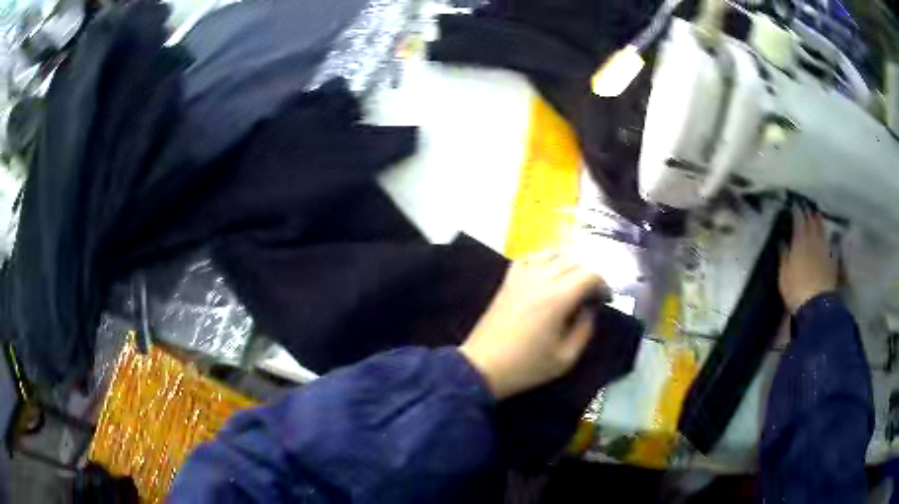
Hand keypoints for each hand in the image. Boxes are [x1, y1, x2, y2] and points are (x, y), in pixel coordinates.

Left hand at [459, 251, 607, 399]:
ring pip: (552, 253)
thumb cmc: (526, 366)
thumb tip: (590, 308)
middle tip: (591, 294)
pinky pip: (529, 257)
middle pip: (573, 260)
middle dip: (589, 273)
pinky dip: (544, 260)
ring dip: (568, 263)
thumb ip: (585, 330)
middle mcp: (540, 279)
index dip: (603, 283)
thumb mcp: (565, 358)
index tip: (605, 299)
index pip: (589, 274)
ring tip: (573, 282)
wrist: (483, 366)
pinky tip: (547, 274)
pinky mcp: (508, 280)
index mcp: (557, 298)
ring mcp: (521, 276)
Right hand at [779, 209, 837, 313]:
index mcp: (799, 242)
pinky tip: (830, 236)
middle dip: (808, 213)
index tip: (794, 204)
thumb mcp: (784, 275)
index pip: (798, 221)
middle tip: (806, 206)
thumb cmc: (796, 290)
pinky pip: (831, 244)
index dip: (796, 212)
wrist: (816, 305)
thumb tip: (782, 241)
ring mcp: (824, 250)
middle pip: (811, 223)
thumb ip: (784, 256)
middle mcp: (813, 241)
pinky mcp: (832, 260)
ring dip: (819, 222)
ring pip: (822, 230)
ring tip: (817, 215)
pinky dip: (830, 238)